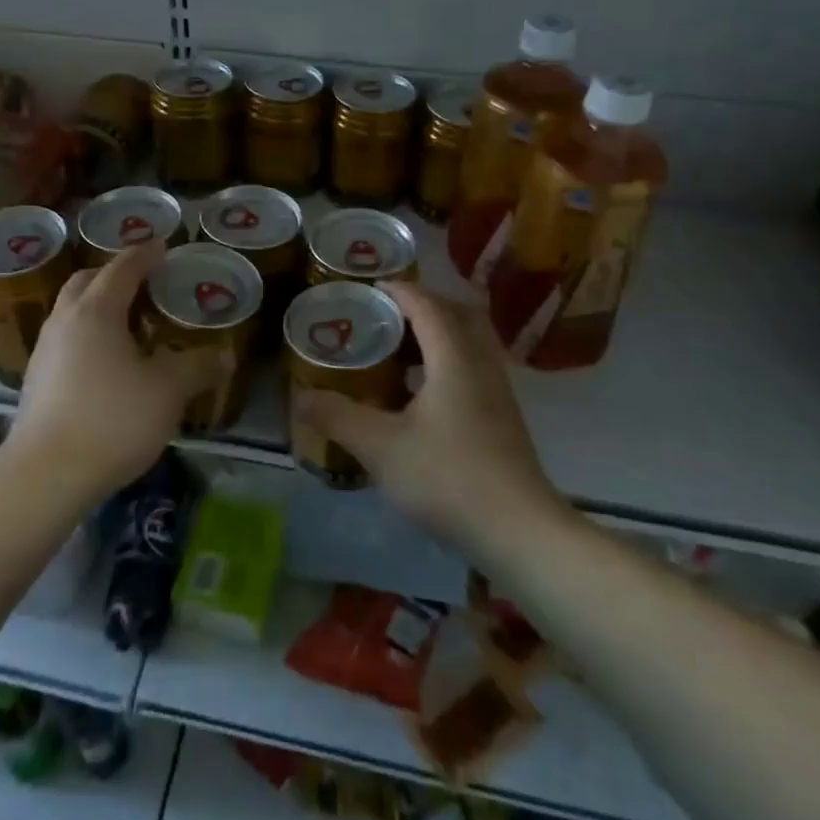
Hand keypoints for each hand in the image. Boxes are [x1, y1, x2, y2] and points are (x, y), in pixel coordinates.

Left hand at [8, 240, 225, 503]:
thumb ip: (198, 367)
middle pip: (87, 281)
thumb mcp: (168, 391)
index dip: (146, 255)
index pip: (123, 268)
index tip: (164, 246)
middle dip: (115, 274)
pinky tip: (106, 362)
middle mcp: (64, 321)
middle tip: (144, 282)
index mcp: (96, 311)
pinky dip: (87, 334)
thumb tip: (225, 356)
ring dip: (97, 304)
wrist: (45, 475)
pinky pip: (65, 339)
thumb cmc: (112, 419)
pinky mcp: (36, 380)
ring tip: (128, 321)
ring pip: (71, 310)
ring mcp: (44, 350)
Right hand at [293, 283, 555, 550]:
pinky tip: (421, 394)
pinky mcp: (503, 418)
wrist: (519, 532)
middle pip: (457, 314)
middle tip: (386, 315)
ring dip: (437, 335)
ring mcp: (498, 392)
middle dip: (423, 305)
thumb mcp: (381, 447)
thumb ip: (338, 417)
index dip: (398, 290)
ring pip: (469, 342)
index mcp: (454, 358)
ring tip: (398, 350)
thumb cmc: (448, 477)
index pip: (427, 305)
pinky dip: (447, 362)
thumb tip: (300, 397)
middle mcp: (481, 364)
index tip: (368, 287)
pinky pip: (473, 368)